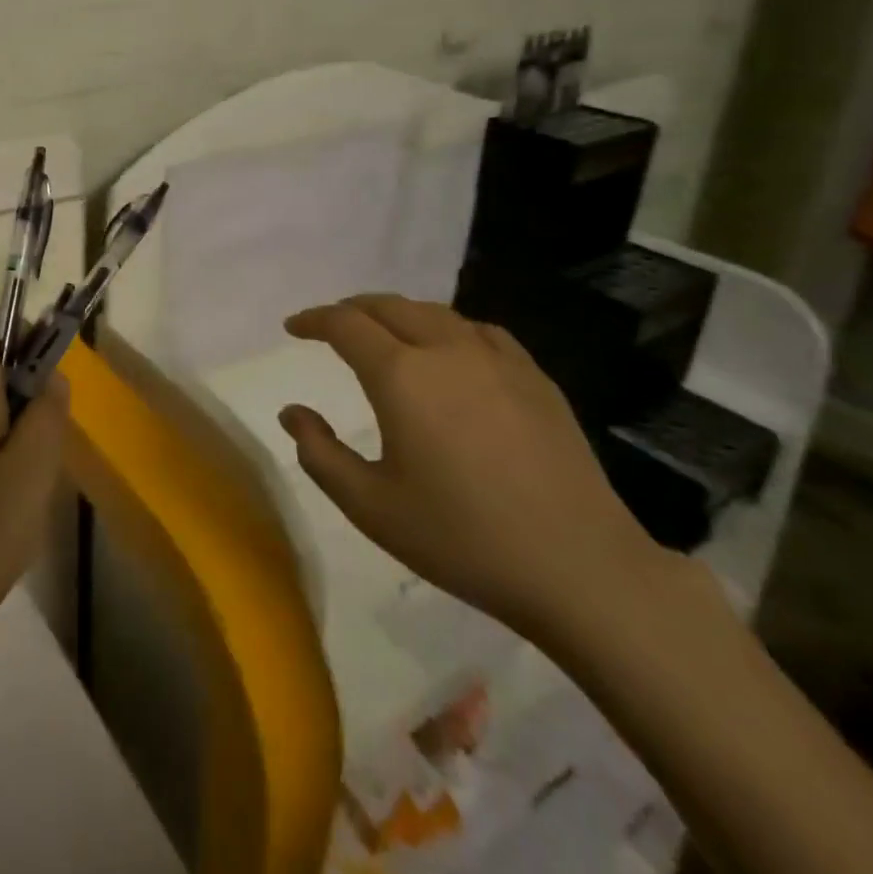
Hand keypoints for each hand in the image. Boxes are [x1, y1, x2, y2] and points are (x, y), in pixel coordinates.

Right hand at [276, 294, 667, 639]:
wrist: (580, 566)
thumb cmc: (462, 538)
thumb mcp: (370, 506)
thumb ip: (319, 453)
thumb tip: (292, 412)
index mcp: (401, 376)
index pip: (345, 324)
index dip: (313, 319)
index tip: (294, 328)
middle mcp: (446, 350)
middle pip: (389, 306)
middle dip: (352, 310)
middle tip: (332, 327)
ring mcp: (497, 359)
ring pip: (435, 313)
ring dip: (398, 315)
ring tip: (384, 334)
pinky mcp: (534, 377)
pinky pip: (479, 331)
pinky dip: (448, 328)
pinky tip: (452, 352)